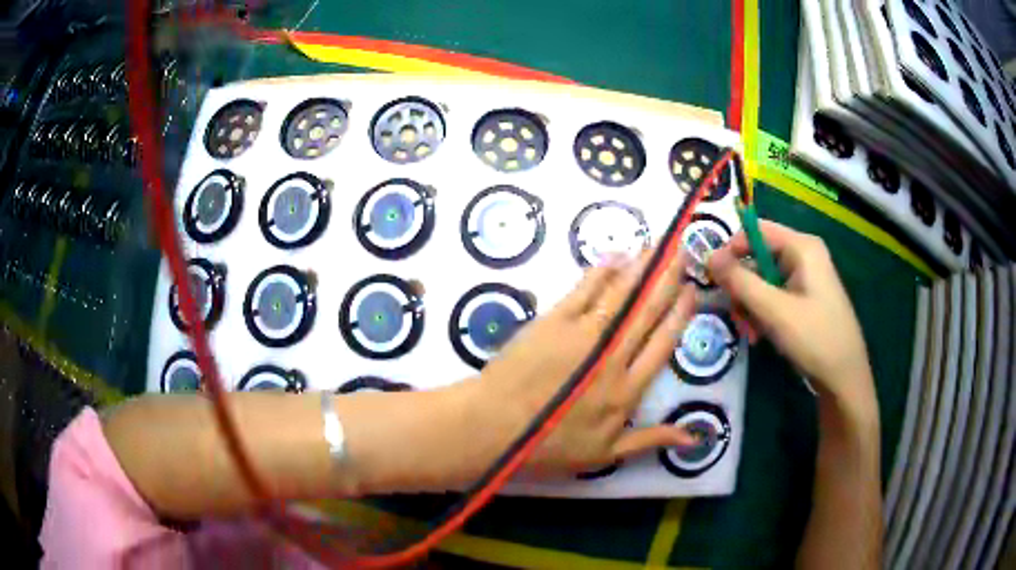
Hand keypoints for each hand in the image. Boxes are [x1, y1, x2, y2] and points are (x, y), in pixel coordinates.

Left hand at [472, 250, 696, 477]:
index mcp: (627, 390)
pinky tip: (616, 257)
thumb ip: (651, 440)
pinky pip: (584, 291)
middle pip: (647, 311)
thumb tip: (694, 436)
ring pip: (621, 296)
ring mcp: (583, 335)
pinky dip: (602, 273)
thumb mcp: (605, 455)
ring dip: (641, 269)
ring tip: (655, 248)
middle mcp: (612, 358)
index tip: (692, 291)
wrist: (495, 427)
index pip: (663, 344)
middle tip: (682, 253)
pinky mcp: (554, 322)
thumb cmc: (549, 447)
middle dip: (667, 280)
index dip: (680, 315)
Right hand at [707, 220, 874, 408]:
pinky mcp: (805, 298)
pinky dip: (763, 312)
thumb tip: (709, 256)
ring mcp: (806, 278)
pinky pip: (774, 295)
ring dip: (750, 304)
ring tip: (749, 331)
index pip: (756, 231)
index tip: (713, 279)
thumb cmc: (814, 338)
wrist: (845, 378)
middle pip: (758, 256)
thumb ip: (740, 281)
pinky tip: (761, 334)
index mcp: (802, 247)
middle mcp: (804, 255)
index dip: (731, 250)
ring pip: (763, 279)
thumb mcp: (774, 310)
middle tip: (735, 315)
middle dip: (742, 286)